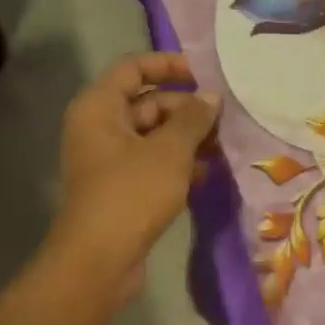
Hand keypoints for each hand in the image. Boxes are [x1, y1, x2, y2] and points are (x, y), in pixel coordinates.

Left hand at [45, 52, 219, 303]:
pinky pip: (153, 163)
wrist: (99, 260)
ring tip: (224, 144)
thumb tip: (211, 96)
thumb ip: (193, 118)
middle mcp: (100, 127)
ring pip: (154, 136)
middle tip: (225, 118)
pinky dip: (178, 163)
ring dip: (187, 138)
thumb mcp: (169, 150)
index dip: (169, 65)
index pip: (133, 68)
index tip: (205, 74)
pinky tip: (209, 172)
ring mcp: (109, 160)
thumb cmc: (131, 193)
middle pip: (147, 103)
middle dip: (186, 108)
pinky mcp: (122, 188)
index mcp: (99, 107)